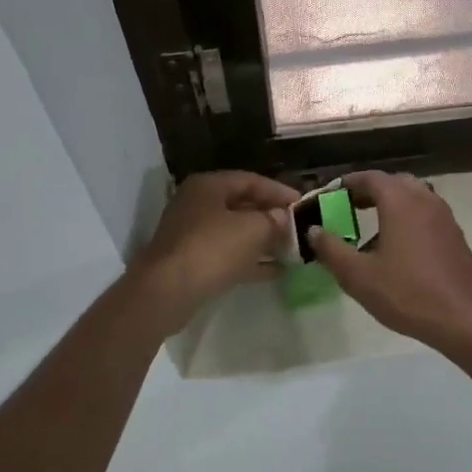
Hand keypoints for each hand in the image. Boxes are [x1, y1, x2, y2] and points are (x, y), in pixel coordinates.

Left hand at [130, 171, 297, 332]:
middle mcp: (198, 204)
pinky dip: (251, 260)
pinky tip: (276, 271)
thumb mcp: (252, 229)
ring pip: (235, 231)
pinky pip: (228, 255)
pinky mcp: (191, 261)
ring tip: (293, 249)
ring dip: (263, 240)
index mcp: (209, 186)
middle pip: (242, 205)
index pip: (251, 180)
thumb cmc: (211, 249)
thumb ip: (274, 220)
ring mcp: (192, 234)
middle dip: (272, 216)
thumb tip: (283, 217)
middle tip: (299, 227)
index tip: (304, 204)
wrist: (167, 292)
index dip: (279, 191)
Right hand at [305, 171, 471, 353]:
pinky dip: (407, 220)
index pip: (370, 178)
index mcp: (400, 201)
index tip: (330, 195)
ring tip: (369, 231)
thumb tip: (314, 230)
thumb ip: (332, 249)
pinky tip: (396, 251)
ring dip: (390, 206)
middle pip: (394, 183)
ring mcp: (444, 218)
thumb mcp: (358, 276)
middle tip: (348, 208)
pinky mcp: (455, 237)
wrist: (466, 319)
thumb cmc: (408, 293)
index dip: (348, 183)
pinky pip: (425, 216)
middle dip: (370, 192)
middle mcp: (424, 200)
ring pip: (413, 198)